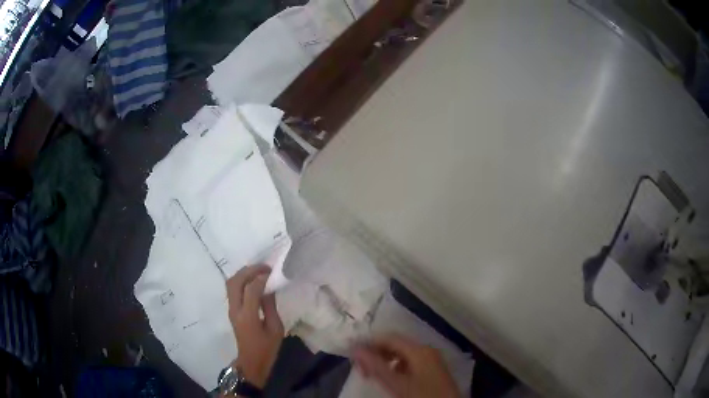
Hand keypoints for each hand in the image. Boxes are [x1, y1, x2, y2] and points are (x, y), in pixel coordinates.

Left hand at [226, 265, 284, 387]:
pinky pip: (232, 289)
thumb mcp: (276, 329)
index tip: (272, 272)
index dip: (261, 278)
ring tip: (258, 271)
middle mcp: (235, 310)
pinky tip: (252, 281)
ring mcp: (231, 309)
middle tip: (264, 267)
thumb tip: (269, 287)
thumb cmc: (267, 348)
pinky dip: (241, 280)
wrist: (251, 362)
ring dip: (243, 274)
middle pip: (235, 282)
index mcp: (248, 317)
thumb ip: (270, 306)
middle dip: (249, 271)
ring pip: (230, 283)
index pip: (250, 290)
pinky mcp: (231, 310)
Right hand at [352, 334, 459, 397]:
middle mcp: (426, 350)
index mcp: (419, 350)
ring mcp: (430, 360)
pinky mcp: (431, 370)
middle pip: (396, 345)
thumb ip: (376, 366)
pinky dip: (395, 368)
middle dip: (376, 353)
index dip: (369, 343)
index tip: (352, 355)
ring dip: (384, 361)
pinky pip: (409, 363)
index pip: (389, 338)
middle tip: (359, 368)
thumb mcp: (397, 384)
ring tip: (370, 374)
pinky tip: (389, 379)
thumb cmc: (423, 396)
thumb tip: (355, 348)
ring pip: (402, 354)